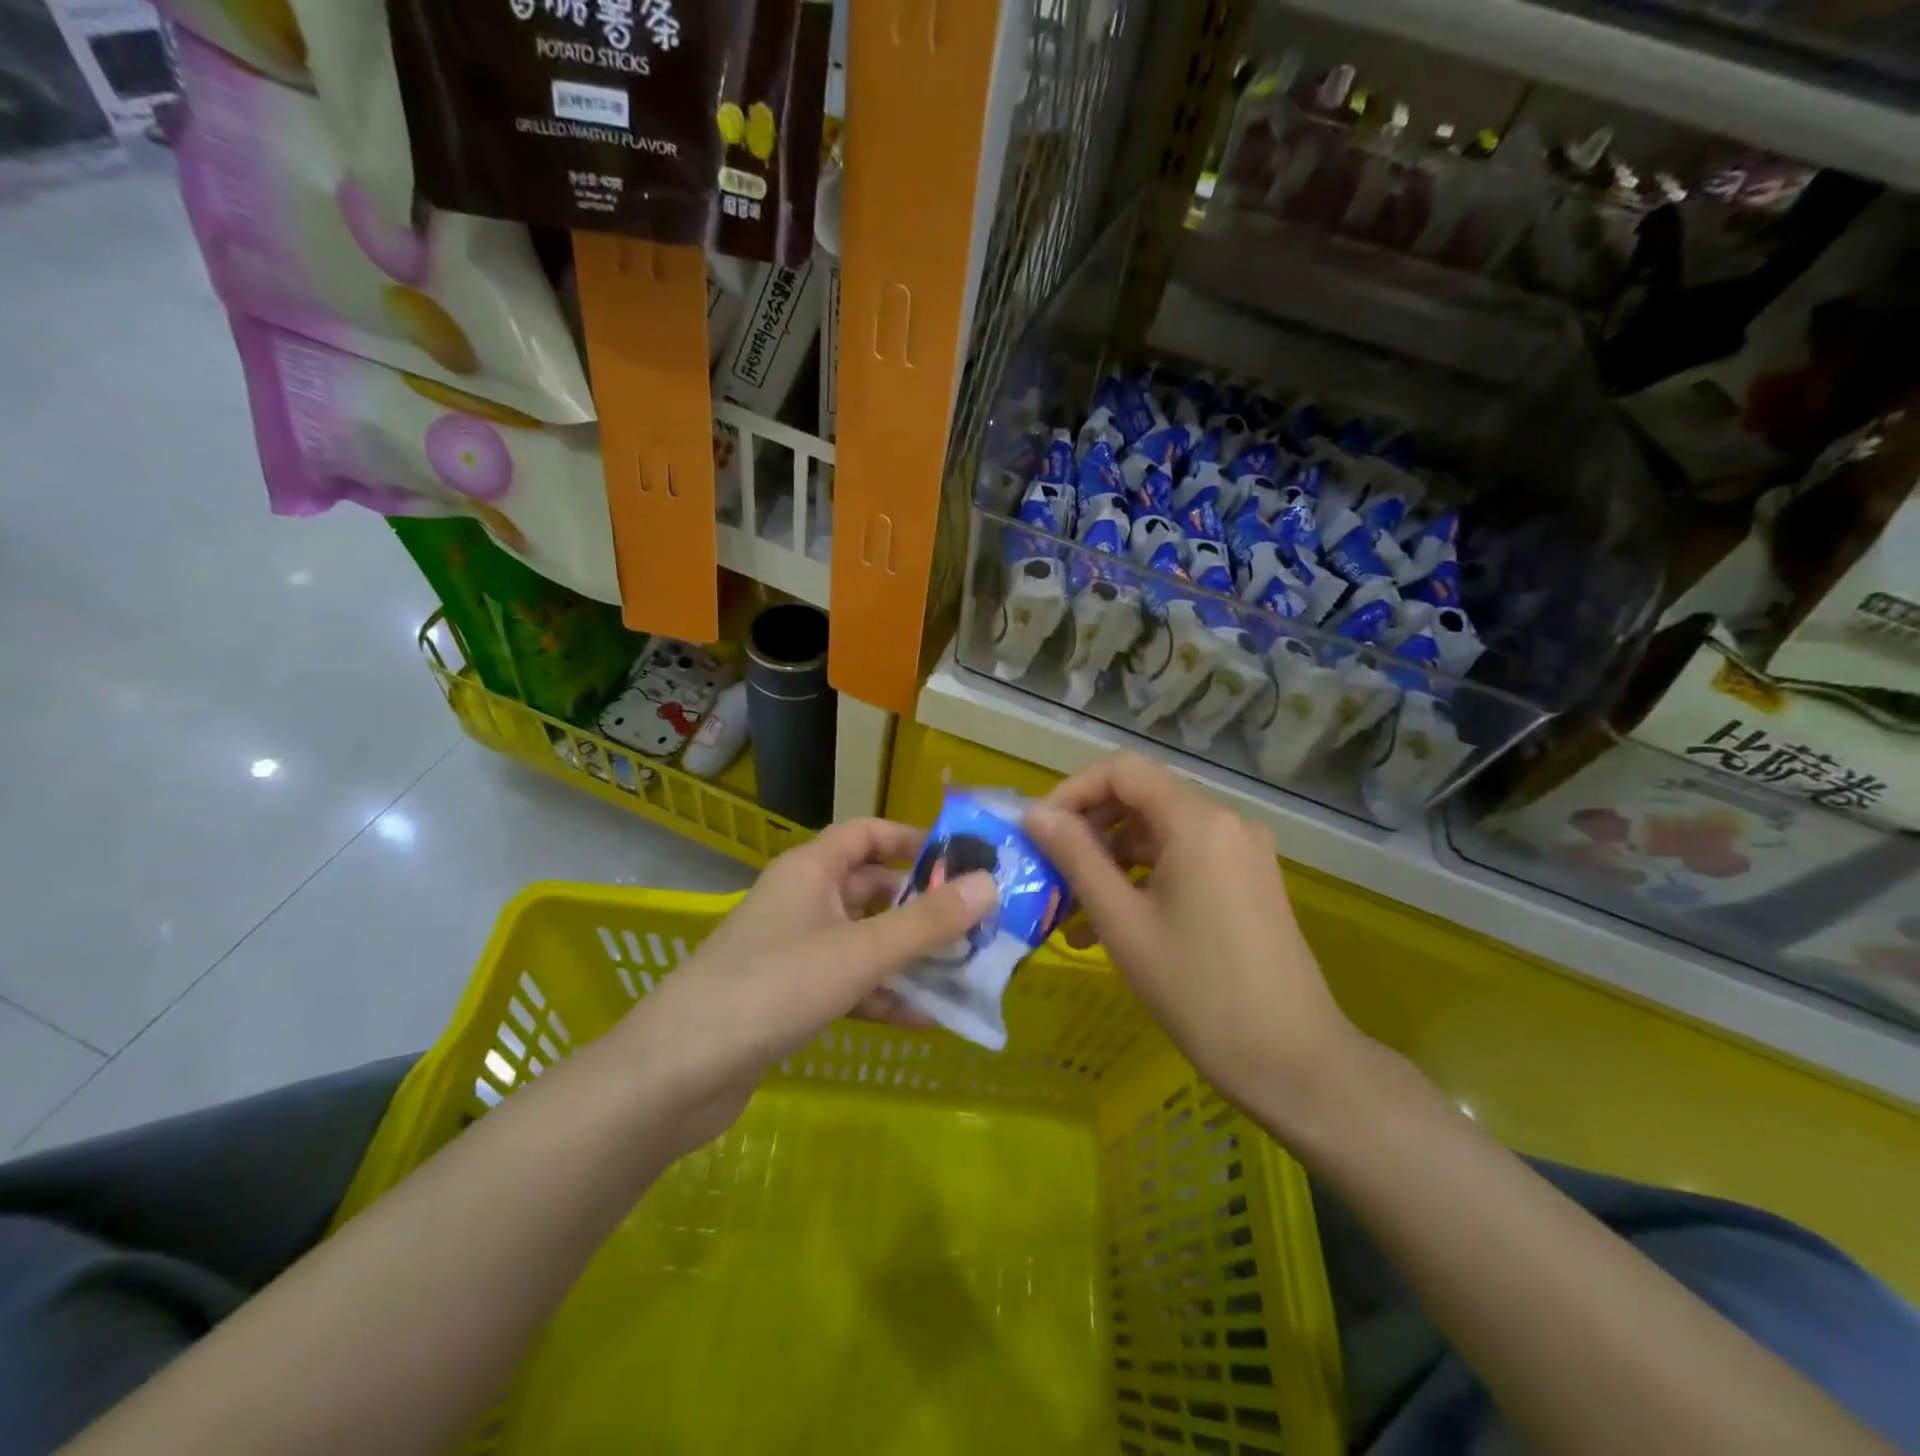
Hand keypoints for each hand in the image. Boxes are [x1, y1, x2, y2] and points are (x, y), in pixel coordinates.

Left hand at [621, 819, 995, 1154]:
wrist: (679, 1072)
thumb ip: (926, 922)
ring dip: (907, 957)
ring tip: (961, 974)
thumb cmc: (774, 987)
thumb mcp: (861, 951)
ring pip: (863, 941)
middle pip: (871, 890)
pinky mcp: (787, 996)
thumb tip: (990, 884)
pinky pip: (846, 984)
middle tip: (974, 925)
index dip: (911, 840)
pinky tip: (921, 1021)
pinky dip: (880, 996)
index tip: (960, 859)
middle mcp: (801, 900)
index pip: (866, 834)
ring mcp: (792, 950)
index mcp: (810, 870)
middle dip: (920, 907)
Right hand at [1024, 753, 1357, 1122]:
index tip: (1040, 831)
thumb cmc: (1197, 990)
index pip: (1122, 771)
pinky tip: (1116, 924)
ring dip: (1113, 861)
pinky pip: (1185, 860)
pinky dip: (1145, 879)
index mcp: (1198, 821)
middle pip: (1142, 798)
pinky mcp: (1249, 880)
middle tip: (1051, 871)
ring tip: (1074, 912)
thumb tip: (1035, 813)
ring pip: (1160, 833)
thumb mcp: (1122, 922)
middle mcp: (1226, 822)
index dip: (1072, 791)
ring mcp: (1243, 851)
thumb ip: (1076, 857)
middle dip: (1090, 830)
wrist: (1292, 1061)